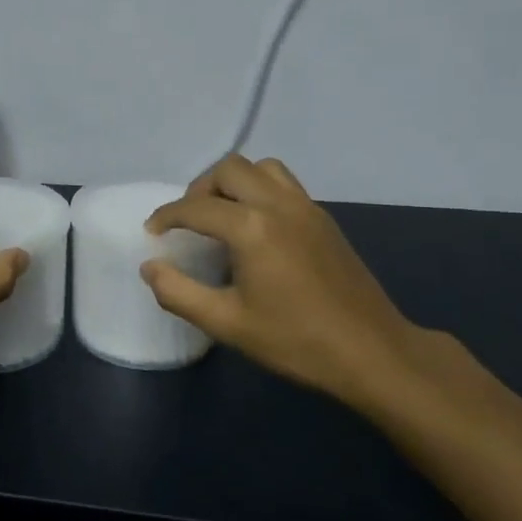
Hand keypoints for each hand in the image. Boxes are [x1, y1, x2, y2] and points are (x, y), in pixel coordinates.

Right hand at [142, 154, 434, 413]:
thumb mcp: (226, 324)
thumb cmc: (294, 340)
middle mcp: (279, 205)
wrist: (371, 352)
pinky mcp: (324, 219)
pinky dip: (259, 190)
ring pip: (261, 168)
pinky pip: (284, 184)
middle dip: (199, 189)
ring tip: (221, 215)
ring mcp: (306, 208)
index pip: (196, 207)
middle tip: (188, 221)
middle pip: (229, 169)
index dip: (166, 216)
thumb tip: (150, 268)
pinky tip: (255, 228)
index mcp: (252, 228)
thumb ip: (178, 293)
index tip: (152, 232)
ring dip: (233, 182)